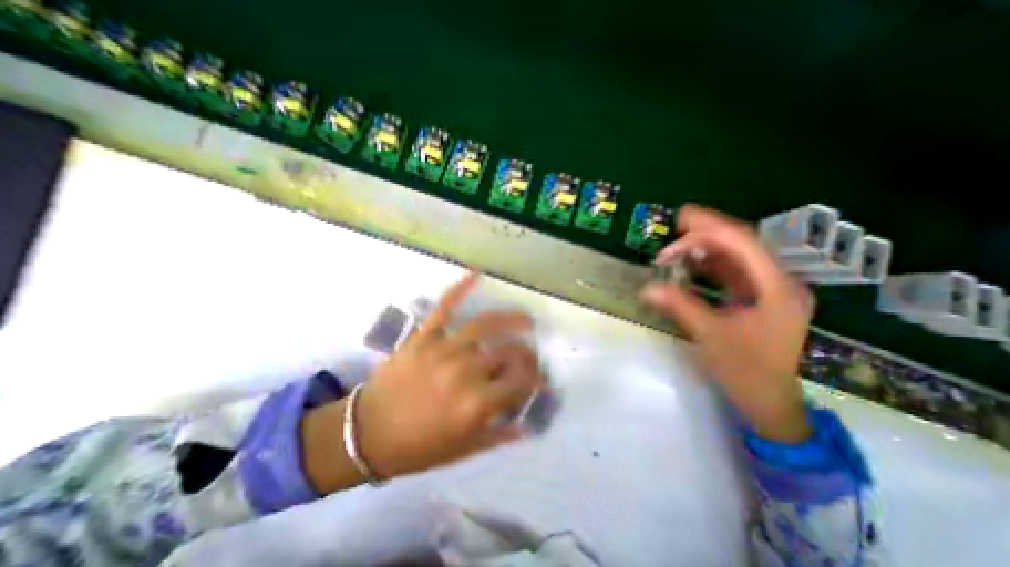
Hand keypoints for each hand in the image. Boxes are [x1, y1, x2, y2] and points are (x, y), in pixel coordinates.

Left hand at [354, 272, 543, 476]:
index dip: (536, 381)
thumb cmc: (417, 447)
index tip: (538, 380)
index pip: (521, 383)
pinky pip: (444, 306)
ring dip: (511, 318)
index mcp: (477, 404)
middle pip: (509, 353)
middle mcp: (466, 372)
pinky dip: (460, 288)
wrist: (366, 433)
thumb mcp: (462, 449)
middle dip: (527, 355)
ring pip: (485, 324)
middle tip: (529, 356)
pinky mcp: (424, 336)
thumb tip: (526, 425)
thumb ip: (498, 435)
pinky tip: (476, 274)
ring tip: (524, 319)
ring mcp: (443, 349)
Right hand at [642, 205, 813, 442]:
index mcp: (776, 288)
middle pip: (742, 244)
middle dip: (706, 234)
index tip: (678, 223)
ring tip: (675, 250)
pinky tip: (690, 265)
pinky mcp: (757, 299)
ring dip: (706, 249)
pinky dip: (709, 265)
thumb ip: (679, 306)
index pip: (743, 243)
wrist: (768, 402)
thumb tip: (646, 288)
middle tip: (674, 230)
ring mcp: (769, 290)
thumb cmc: (746, 371)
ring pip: (736, 257)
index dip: (710, 228)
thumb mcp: (710, 336)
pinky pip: (732, 272)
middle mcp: (778, 282)